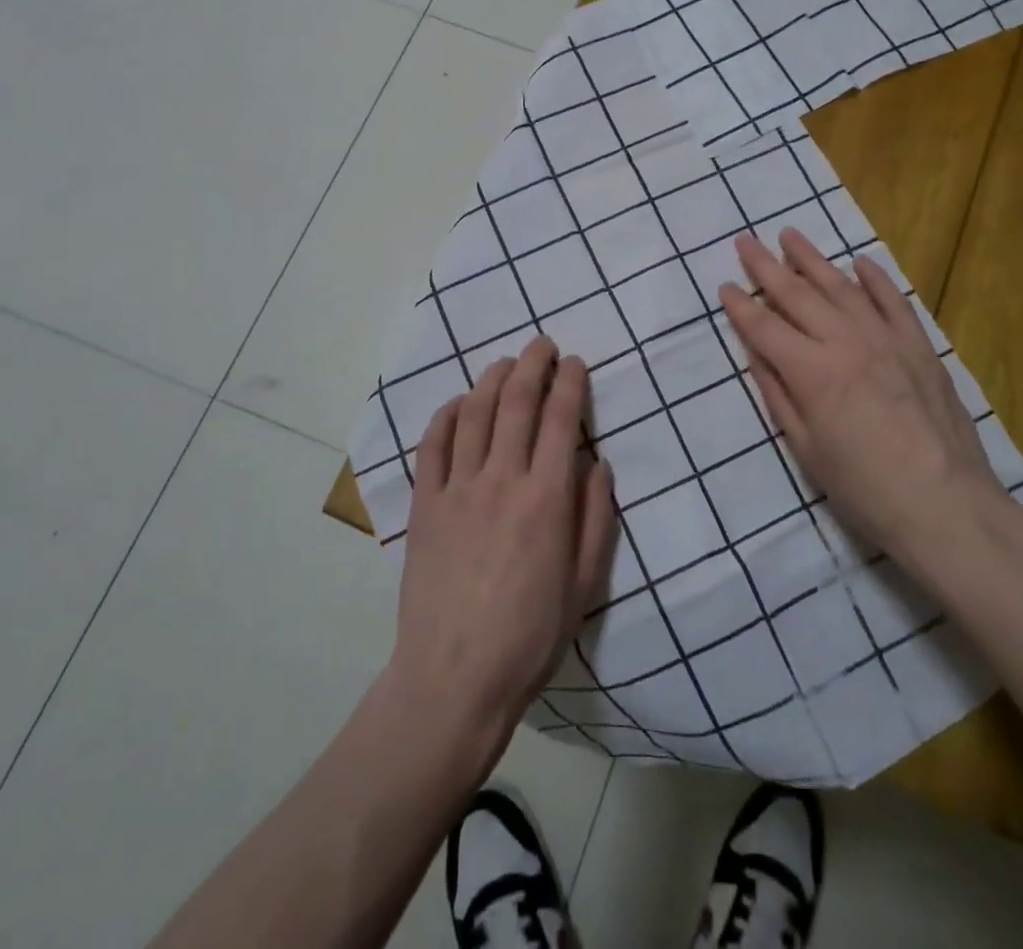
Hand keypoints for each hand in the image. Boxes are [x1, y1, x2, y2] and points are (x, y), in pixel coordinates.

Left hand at [386, 336, 616, 766]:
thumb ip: (596, 518)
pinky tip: (456, 403)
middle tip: (542, 344)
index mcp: (547, 498)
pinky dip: (445, 415)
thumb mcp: (585, 584)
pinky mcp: (424, 505)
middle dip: (532, 364)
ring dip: (491, 379)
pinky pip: (432, 446)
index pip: (562, 419)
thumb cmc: (530, 637)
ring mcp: (457, 489)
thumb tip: (599, 464)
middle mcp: (502, 480)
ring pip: (474, 413)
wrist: (454, 679)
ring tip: (505, 363)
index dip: (571, 382)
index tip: (576, 362)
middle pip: (517, 402)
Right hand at [717, 229, 1004, 560]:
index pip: (765, 327)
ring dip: (813, 259)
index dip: (741, 306)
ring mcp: (887, 339)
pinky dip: (875, 278)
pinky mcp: (920, 346)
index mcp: (812, 372)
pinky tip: (859, 262)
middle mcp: (846, 343)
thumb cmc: (865, 489)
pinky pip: (894, 301)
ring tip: (790, 235)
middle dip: (767, 266)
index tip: (725, 284)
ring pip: (842, 287)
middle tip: (745, 241)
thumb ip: (778, 395)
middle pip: (798, 295)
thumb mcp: (806, 450)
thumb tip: (756, 353)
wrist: (947, 507)